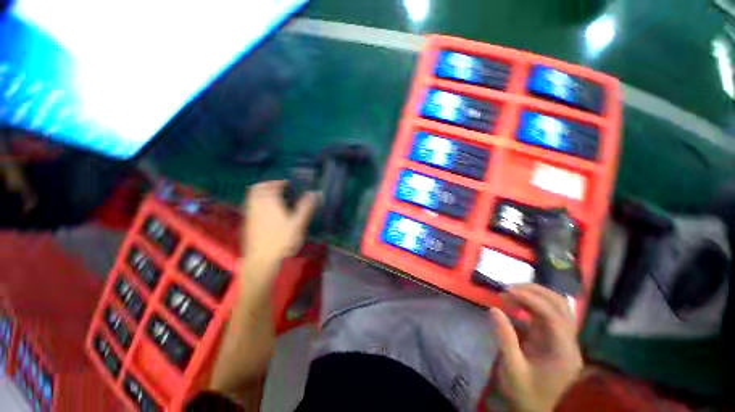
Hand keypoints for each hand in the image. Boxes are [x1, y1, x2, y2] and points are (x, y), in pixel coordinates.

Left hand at [242, 180, 318, 273]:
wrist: (261, 260)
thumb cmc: (282, 240)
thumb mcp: (298, 224)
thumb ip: (306, 207)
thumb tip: (315, 192)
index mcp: (269, 202)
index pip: (272, 185)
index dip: (281, 182)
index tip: (289, 184)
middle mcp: (257, 205)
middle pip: (258, 187)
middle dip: (268, 184)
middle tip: (279, 188)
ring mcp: (250, 214)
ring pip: (252, 196)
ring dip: (262, 192)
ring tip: (274, 198)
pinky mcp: (247, 223)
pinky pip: (250, 205)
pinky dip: (258, 202)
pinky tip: (266, 211)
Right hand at [490, 284, 582, 411]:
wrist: (532, 409)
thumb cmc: (523, 392)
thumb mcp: (511, 368)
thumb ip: (505, 338)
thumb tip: (494, 308)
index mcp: (564, 354)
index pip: (554, 317)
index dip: (532, 300)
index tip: (507, 291)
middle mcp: (570, 344)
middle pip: (561, 307)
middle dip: (535, 292)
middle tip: (509, 288)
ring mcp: (563, 340)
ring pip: (557, 307)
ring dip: (535, 295)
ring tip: (511, 292)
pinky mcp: (554, 339)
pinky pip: (548, 314)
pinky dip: (532, 304)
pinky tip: (516, 303)